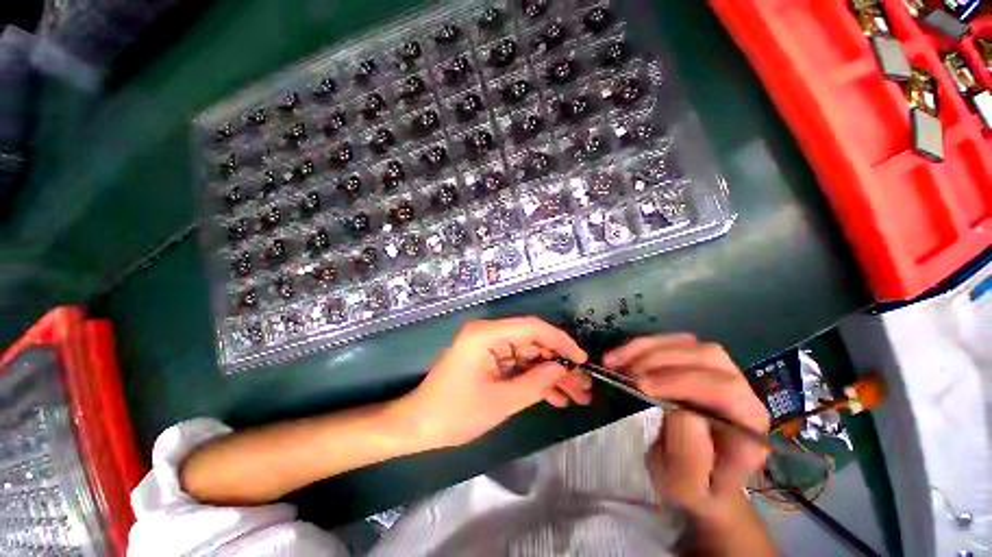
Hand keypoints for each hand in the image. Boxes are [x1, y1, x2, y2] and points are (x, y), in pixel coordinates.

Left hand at [400, 317, 589, 448]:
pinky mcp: (487, 359)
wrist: (418, 426)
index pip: (532, 327)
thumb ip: (536, 383)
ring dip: (549, 375)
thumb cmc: (455, 414)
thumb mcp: (501, 401)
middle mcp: (488, 333)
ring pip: (528, 355)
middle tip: (583, 384)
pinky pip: (516, 365)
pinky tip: (554, 397)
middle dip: (558, 364)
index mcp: (486, 334)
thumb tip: (563, 369)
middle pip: (532, 342)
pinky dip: (533, 380)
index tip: (581, 359)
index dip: (560, 341)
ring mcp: (488, 347)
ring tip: (575, 395)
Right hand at [604, 334, 769, 519]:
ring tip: (616, 360)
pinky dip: (644, 345)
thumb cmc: (694, 487)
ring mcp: (721, 374)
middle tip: (626, 372)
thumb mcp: (686, 484)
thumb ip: (690, 453)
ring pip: (689, 344)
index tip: (641, 386)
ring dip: (648, 348)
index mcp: (748, 426)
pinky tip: (623, 355)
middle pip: (708, 357)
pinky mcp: (698, 365)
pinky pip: (673, 343)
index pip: (725, 391)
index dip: (683, 382)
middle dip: (662, 359)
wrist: (697, 480)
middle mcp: (743, 392)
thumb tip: (679, 408)